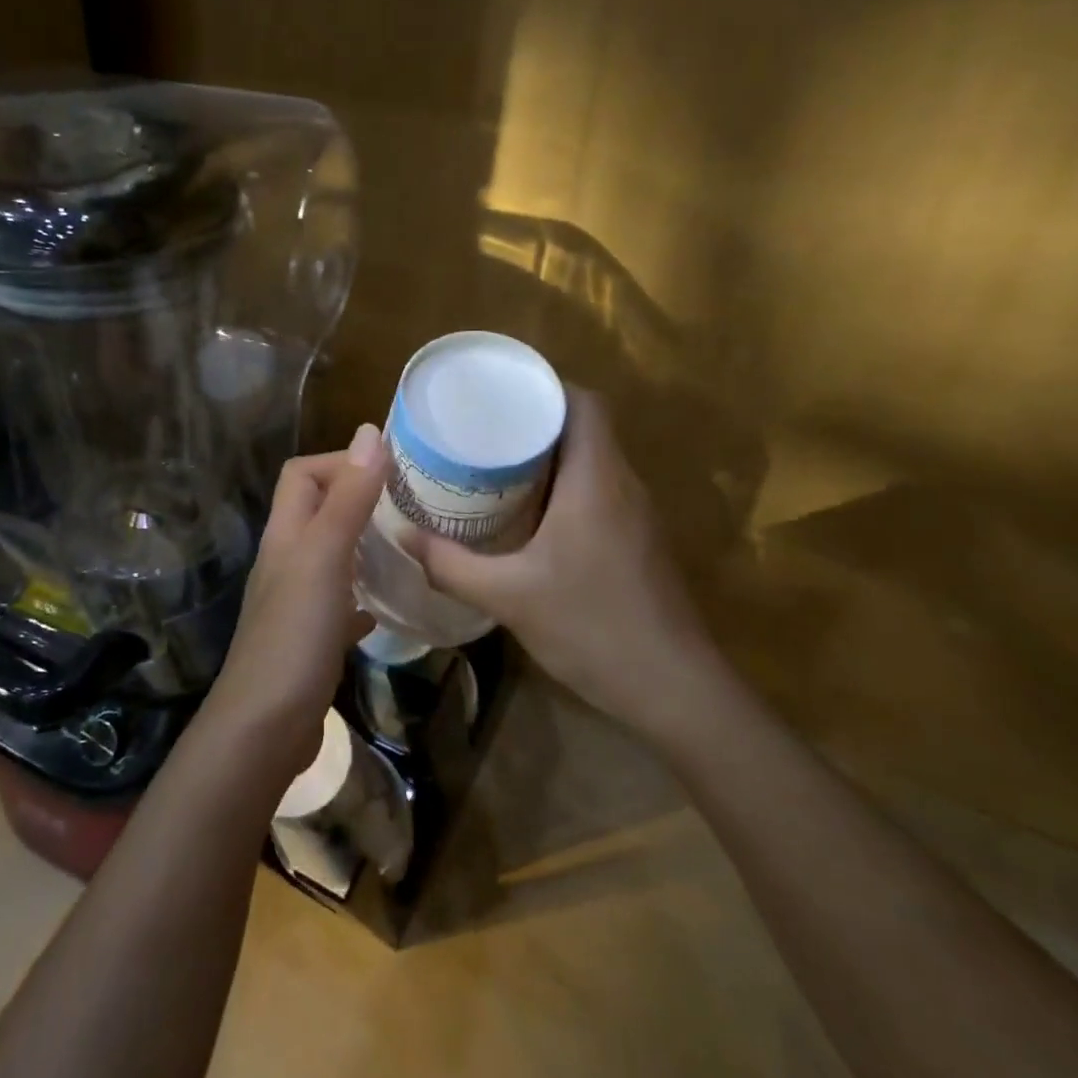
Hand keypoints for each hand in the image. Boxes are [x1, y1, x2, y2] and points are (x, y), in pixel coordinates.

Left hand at [205, 424, 387, 780]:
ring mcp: (297, 603)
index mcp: (286, 535)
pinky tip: (387, 608)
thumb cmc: (295, 636)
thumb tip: (369, 433)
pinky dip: (363, 596)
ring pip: (333, 557)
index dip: (340, 462)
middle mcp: (287, 562)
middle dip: (360, 500)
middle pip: (318, 512)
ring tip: (409, 546)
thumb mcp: (325, 558)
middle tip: (410, 507)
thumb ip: (347, 498)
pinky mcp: (312, 640)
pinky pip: (341, 604)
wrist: (265, 729)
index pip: (302, 475)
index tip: (390, 472)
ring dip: (365, 546)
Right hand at [405, 389, 723, 737]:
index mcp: (597, 478)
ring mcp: (636, 515)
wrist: (674, 690)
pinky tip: (527, 516)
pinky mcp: (638, 541)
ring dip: (548, 457)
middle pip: (584, 427)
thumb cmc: (593, 627)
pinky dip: (562, 488)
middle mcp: (622, 484)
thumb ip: (451, 564)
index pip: (583, 402)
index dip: (543, 387)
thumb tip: (402, 535)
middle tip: (480, 431)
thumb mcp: (508, 596)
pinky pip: (597, 491)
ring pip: (591, 461)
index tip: (497, 394)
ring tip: (493, 466)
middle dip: (533, 423)